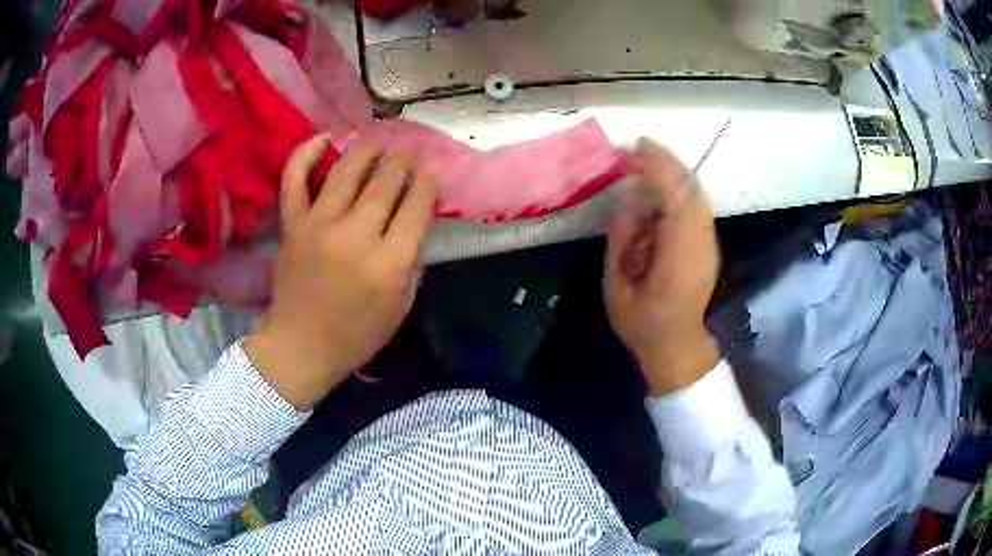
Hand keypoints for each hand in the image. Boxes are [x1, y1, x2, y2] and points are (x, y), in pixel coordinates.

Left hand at [245, 135, 435, 409]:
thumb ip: (412, 262)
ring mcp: (318, 226)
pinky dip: (306, 154)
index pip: (417, 206)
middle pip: (386, 181)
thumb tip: (413, 221)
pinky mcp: (292, 224)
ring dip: (367, 149)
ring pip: (347, 170)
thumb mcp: (401, 307)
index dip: (428, 185)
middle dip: (403, 164)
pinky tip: (324, 139)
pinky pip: (294, 179)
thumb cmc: (355, 335)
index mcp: (388, 264)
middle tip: (407, 159)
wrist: (300, 347)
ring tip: (378, 144)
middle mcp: (355, 236)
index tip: (430, 177)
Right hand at [605, 138, 719, 394]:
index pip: (676, 201)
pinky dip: (680, 189)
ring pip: (697, 196)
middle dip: (667, 163)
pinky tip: (662, 187)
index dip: (658, 170)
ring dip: (674, 173)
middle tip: (638, 148)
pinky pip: (697, 208)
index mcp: (678, 260)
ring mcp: (710, 246)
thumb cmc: (645, 326)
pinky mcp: (710, 247)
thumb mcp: (617, 290)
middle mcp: (701, 247)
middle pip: (692, 192)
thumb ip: (621, 242)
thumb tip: (626, 200)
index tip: (635, 149)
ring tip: (647, 161)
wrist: (681, 349)